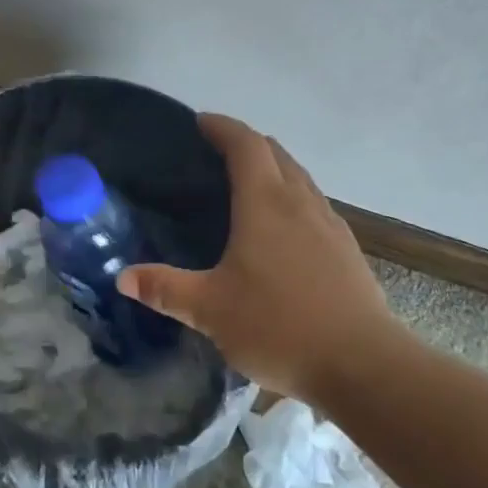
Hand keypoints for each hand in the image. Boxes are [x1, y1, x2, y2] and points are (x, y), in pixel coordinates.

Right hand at [116, 114, 408, 400]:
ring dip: (274, 168)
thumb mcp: (209, 310)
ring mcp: (330, 225)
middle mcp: (301, 202)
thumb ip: (165, 289)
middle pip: (276, 153)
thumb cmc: (279, 326)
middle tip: (217, 153)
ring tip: (248, 186)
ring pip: (300, 178)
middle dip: (247, 143)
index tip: (201, 122)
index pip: (245, 144)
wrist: (364, 365)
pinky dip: (293, 197)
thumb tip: (123, 277)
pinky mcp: (348, 250)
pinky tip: (284, 230)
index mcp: (265, 203)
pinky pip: (315, 205)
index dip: (223, 127)